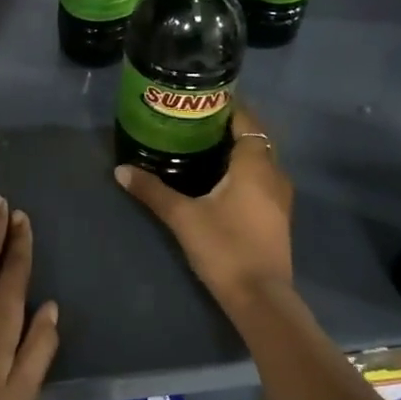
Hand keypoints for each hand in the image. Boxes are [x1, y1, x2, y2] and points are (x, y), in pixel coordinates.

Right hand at [114, 104, 293, 305]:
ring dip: (237, 152)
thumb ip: (153, 190)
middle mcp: (274, 174)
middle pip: (254, 139)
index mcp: (255, 164)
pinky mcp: (277, 217)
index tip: (201, 101)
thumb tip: (121, 169)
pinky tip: (219, 181)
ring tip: (202, 149)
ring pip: (260, 161)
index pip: (246, 120)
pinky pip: (261, 180)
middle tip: (194, 124)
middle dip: (228, 128)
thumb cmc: (224, 247)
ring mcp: (280, 197)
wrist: (260, 297)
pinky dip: (243, 172)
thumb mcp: (182, 217)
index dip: (227, 107)